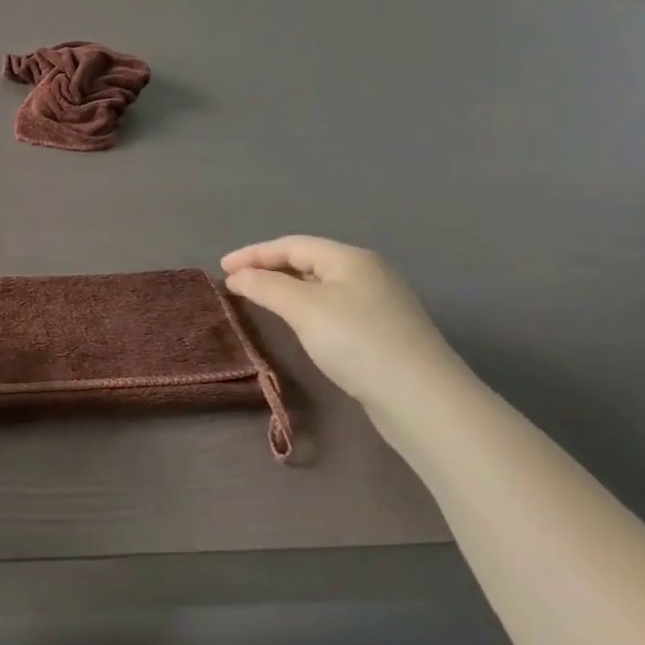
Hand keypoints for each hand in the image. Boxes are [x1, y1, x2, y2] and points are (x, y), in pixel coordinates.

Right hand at [222, 236, 469, 409]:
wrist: (423, 400)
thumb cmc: (358, 342)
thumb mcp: (303, 308)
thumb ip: (265, 286)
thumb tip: (237, 275)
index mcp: (350, 258)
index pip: (291, 244)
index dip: (253, 253)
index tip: (221, 268)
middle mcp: (367, 273)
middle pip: (307, 261)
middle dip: (269, 268)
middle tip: (236, 283)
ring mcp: (379, 303)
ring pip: (320, 285)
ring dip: (286, 288)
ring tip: (259, 299)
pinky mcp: (383, 332)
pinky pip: (332, 307)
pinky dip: (305, 307)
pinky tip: (297, 323)